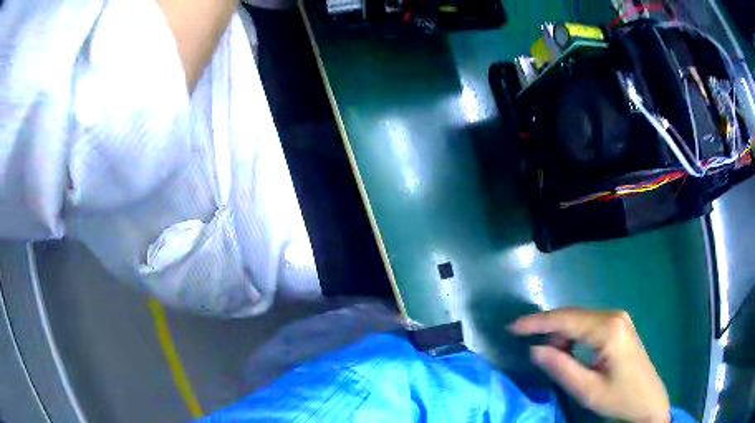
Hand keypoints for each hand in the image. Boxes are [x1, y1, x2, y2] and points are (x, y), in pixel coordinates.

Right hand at [508, 308, 670, 422]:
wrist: (648, 400)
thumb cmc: (619, 398)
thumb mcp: (587, 389)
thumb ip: (560, 368)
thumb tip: (534, 349)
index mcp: (608, 329)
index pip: (566, 319)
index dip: (536, 323)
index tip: (510, 328)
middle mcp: (613, 316)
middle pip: (572, 316)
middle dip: (547, 329)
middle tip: (525, 346)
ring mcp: (618, 319)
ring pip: (579, 320)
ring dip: (560, 336)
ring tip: (550, 358)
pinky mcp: (618, 326)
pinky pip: (588, 325)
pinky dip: (572, 338)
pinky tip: (568, 353)